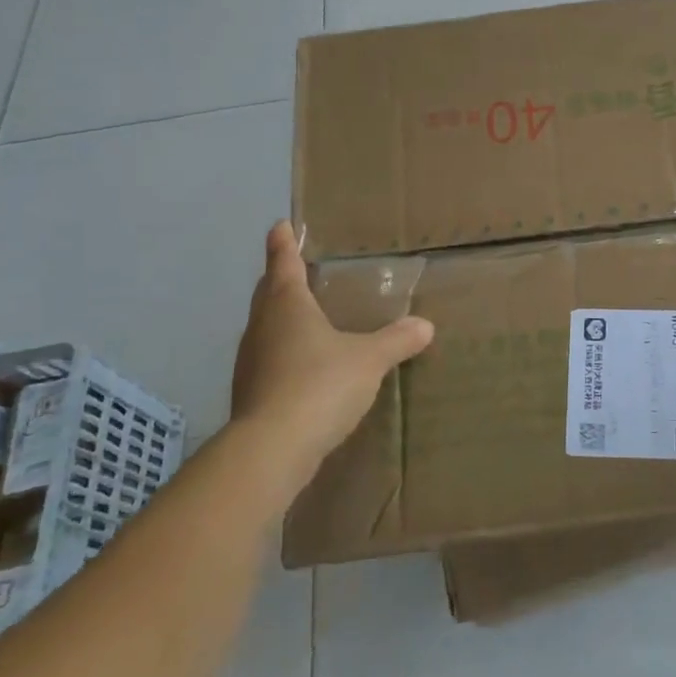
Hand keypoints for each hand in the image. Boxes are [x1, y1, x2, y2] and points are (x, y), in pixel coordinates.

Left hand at [231, 221, 432, 465]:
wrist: (271, 450)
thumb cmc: (319, 385)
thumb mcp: (369, 360)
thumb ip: (396, 340)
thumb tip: (425, 326)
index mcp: (287, 305)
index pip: (283, 263)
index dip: (283, 243)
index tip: (280, 226)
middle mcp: (262, 327)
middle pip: (268, 293)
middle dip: (280, 279)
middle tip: (297, 268)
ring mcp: (250, 362)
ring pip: (265, 327)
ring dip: (281, 318)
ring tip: (306, 317)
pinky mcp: (250, 394)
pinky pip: (268, 360)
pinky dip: (283, 352)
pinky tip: (304, 366)